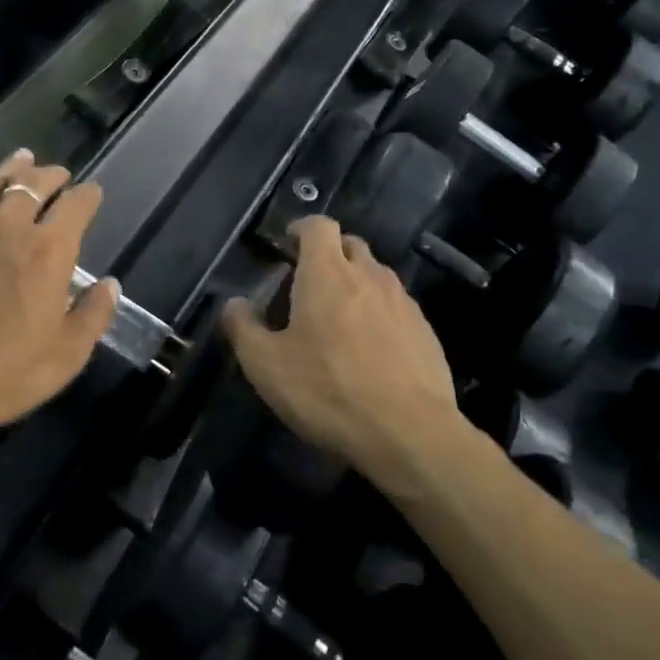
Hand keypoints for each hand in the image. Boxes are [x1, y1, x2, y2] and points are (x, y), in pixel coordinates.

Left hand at [0, 149, 118, 449]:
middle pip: (33, 185)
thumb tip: (110, 284)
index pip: (76, 205)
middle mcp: (8, 228)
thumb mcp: (67, 355)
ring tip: (22, 159)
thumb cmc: (4, 375)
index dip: (89, 195)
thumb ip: (94, 314)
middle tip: (59, 174)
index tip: (93, 193)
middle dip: (52, 175)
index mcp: (49, 251)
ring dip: (11, 169)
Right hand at [223, 216, 458, 485]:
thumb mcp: (266, 366)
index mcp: (327, 273)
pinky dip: (379, 313)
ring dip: (356, 283)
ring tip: (339, 318)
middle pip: (349, 244)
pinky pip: (396, 306)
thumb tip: (234, 304)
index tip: (287, 245)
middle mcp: (368, 275)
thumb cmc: (329, 391)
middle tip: (308, 282)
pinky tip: (370, 348)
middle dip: (329, 253)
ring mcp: (402, 302)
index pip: (318, 225)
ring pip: (375, 274)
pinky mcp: (425, 331)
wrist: (410, 434)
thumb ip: (243, 328)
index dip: (301, 229)